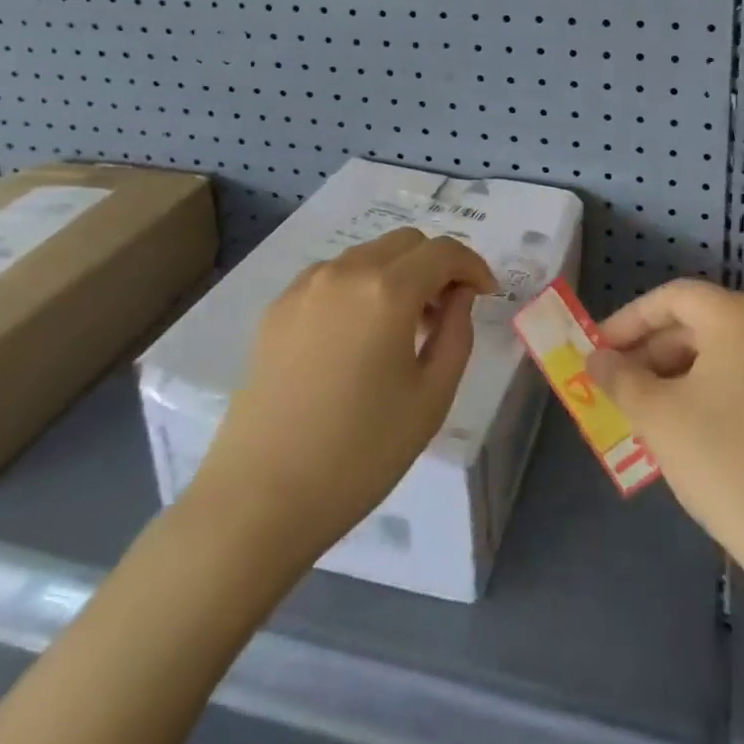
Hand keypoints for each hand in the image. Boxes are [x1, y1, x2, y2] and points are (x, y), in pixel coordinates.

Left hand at [190, 228, 496, 556]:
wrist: (258, 501)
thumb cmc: (359, 454)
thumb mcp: (431, 397)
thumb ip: (457, 332)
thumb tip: (458, 295)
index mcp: (387, 290)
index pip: (444, 251)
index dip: (473, 266)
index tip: (485, 295)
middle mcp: (344, 271)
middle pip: (406, 242)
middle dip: (436, 265)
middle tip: (445, 312)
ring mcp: (304, 286)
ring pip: (368, 255)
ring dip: (397, 274)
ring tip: (402, 328)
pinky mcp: (276, 309)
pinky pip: (333, 276)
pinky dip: (360, 287)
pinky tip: (358, 337)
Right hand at [587, 279, 743, 565]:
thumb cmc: (725, 459)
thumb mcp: (658, 415)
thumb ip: (621, 378)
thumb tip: (596, 360)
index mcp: (737, 316)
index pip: (672, 298)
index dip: (628, 320)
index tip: (597, 351)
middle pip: (697, 323)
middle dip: (650, 352)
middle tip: (615, 385)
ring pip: (719, 355)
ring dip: (675, 376)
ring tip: (642, 412)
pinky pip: (743, 381)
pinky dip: (707, 393)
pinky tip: (684, 432)